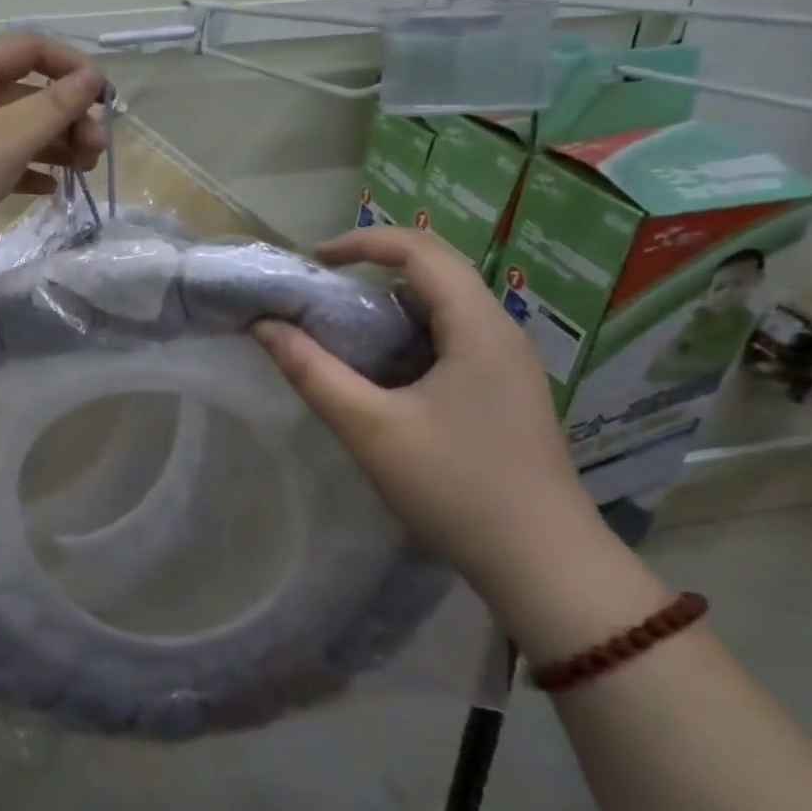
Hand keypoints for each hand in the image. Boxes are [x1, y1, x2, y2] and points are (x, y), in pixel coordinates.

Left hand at [0, 33, 106, 288]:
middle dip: (66, 115)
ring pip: (12, 130)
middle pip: (23, 92)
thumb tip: (91, 79)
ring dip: (51, 144)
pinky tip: (49, 189)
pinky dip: (25, 171)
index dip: (69, 65)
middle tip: (97, 149)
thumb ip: (53, 107)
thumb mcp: (6, 136)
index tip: (104, 98)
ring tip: (83, 170)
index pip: (27, 49)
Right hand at [253, 227, 598, 592]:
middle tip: (322, 294)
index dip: (363, 242)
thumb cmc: (456, 488)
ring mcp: (508, 363)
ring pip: (444, 305)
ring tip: (344, 330)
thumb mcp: (369, 428)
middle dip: (373, 269)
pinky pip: (453, 337)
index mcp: (477, 327)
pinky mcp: (506, 391)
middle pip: (435, 270)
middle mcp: (500, 332)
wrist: (547, 568)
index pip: (420, 250)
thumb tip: (265, 326)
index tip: (313, 261)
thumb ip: (312, 371)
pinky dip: (409, 334)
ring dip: (390, 304)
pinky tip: (383, 373)